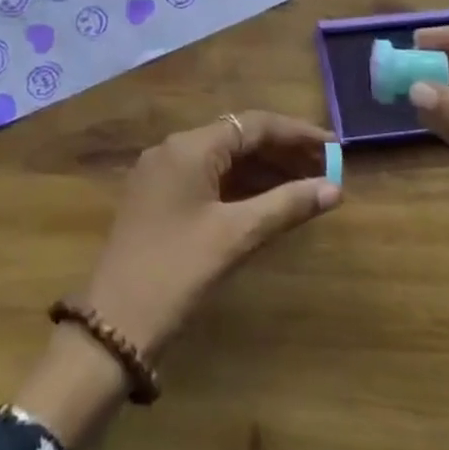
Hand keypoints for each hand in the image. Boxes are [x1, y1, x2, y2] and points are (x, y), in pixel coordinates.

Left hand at [81, 111, 339, 357]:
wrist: (113, 325)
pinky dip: (240, 186)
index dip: (297, 133)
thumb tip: (334, 189)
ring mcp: (162, 173)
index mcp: (189, 147)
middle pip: (238, 137)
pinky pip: (208, 178)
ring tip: (307, 187)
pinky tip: (268, 202)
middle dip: (282, 152)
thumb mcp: (235, 237)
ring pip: (223, 158)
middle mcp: (173, 149)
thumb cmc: (177, 272)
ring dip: (263, 170)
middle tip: (326, 171)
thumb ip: (285, 206)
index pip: (253, 124)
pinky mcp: (158, 198)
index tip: (335, 147)